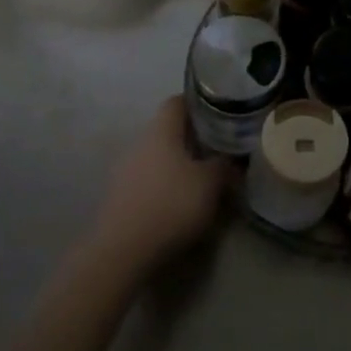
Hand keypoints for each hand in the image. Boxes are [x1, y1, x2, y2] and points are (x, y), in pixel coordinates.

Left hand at [92, 97, 228, 271]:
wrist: (123, 249)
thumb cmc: (171, 204)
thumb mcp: (210, 184)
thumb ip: (223, 166)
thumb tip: (231, 158)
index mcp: (160, 131)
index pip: (177, 102)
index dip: (199, 104)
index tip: (221, 113)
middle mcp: (139, 143)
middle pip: (168, 130)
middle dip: (193, 138)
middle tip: (218, 149)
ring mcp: (125, 169)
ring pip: (158, 156)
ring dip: (179, 162)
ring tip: (203, 177)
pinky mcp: (120, 195)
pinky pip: (149, 179)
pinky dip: (166, 183)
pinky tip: (180, 201)